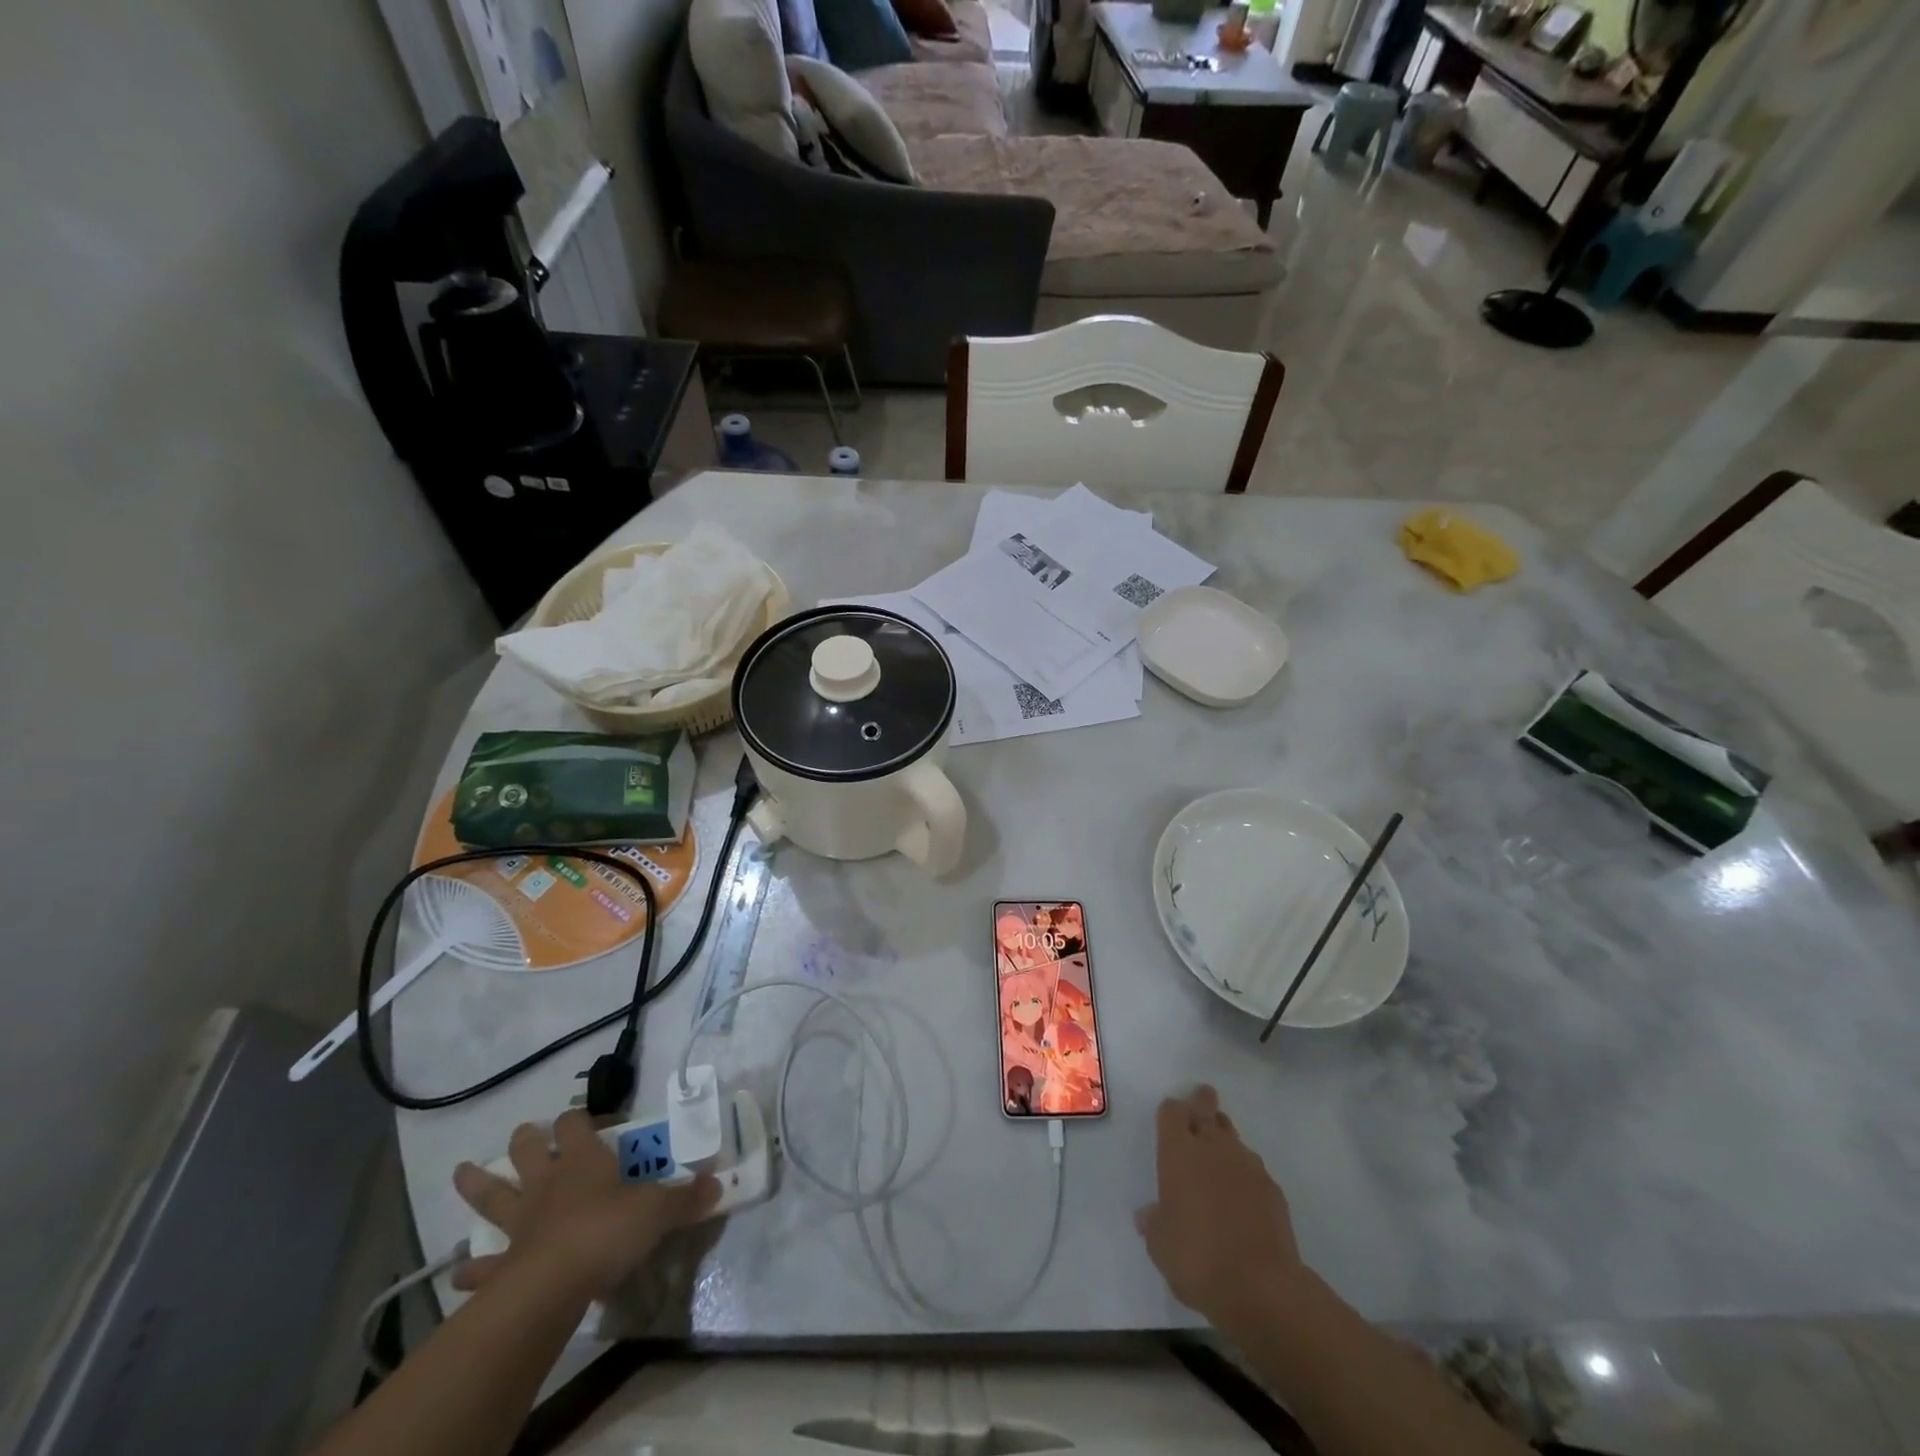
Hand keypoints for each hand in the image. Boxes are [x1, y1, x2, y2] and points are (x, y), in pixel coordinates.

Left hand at [452, 1110, 718, 1297]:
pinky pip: (482, 1265)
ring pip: (493, 1194)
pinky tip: (460, 1272)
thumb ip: (687, 1197)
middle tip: (526, 1134)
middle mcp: (548, 1183)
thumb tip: (718, 1183)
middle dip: (526, 1139)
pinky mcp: (504, 1264)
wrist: (554, 1285)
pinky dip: (471, 1269)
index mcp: (583, 1160)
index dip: (581, 1117)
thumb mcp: (658, 1211)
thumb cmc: (608, 1232)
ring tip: (462, 1173)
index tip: (593, 1120)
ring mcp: (521, 1222)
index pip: (576, 1122)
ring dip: (477, 1184)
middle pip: (528, 1149)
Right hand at [1135, 1086, 1304, 1326]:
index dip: (1171, 1111)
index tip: (1171, 1116)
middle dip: (1202, 1103)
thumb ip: (1153, 1222)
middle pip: (1206, 1108)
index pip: (1172, 1110)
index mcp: (1178, 1152)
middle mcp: (1212, 1147)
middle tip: (1200, 1104)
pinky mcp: (1273, 1188)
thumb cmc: (1197, 1260)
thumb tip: (1148, 1214)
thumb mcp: (1160, 1246)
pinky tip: (1242, 1198)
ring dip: (1223, 1140)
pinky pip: (1253, 1168)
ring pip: (1232, 1136)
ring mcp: (1247, 1165)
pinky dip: (1245, 1175)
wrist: (1261, 1289)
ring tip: (1218, 1158)